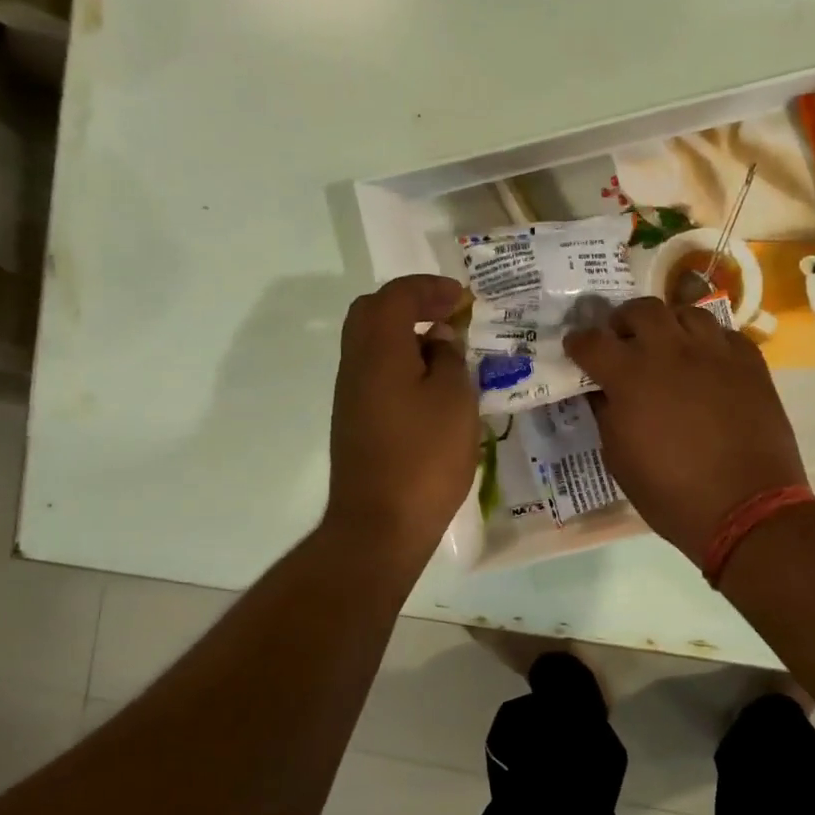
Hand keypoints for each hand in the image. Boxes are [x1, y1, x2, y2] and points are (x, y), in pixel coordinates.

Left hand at [325, 275, 478, 563]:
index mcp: (378, 350)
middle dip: (411, 305)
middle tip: (448, 315)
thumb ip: (448, 359)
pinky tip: (432, 386)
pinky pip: (376, 373)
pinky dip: (402, 363)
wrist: (380, 525)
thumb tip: (438, 341)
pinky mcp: (356, 422)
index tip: (463, 298)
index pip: (397, 296)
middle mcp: (355, 365)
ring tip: (446, 350)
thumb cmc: (424, 457)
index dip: (430, 289)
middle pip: (372, 313)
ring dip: (406, 335)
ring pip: (372, 344)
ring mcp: (351, 395)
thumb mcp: (454, 400)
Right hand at [565, 298, 806, 564]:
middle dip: (623, 321)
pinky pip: (723, 333)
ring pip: (685, 312)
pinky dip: (707, 342)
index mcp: (630, 377)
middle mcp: (670, 351)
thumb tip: (602, 392)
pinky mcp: (749, 361)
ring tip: (667, 346)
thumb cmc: (672, 493)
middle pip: (640, 310)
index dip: (578, 343)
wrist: (746, 507)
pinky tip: (706, 362)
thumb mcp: (619, 460)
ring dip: (668, 324)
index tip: (576, 349)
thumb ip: (607, 415)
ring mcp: (714, 351)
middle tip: (622, 341)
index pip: (592, 341)